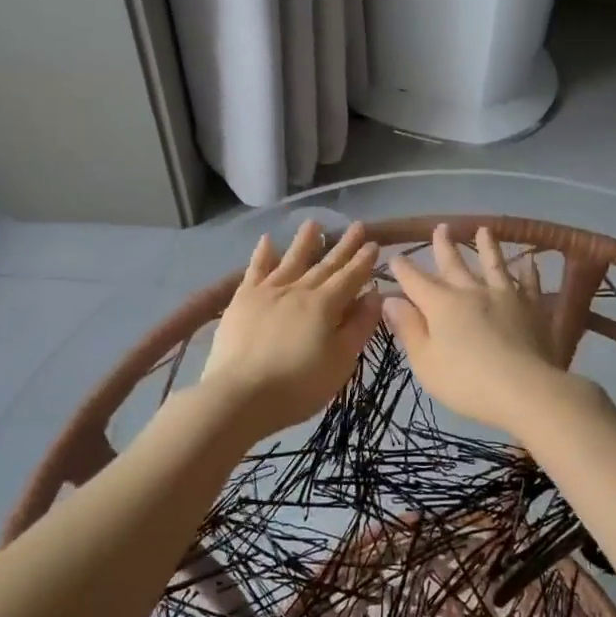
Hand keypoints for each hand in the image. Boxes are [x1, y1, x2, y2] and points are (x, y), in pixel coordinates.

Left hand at [198, 220, 381, 440]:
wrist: (240, 394)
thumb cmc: (298, 386)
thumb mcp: (341, 362)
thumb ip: (359, 326)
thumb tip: (374, 295)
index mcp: (326, 305)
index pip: (351, 277)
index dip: (364, 261)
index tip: (375, 243)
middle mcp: (299, 289)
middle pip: (326, 264)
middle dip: (344, 246)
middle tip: (358, 226)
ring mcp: (268, 291)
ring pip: (292, 259)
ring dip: (305, 241)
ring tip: (315, 222)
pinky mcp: (243, 299)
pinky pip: (255, 269)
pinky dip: (263, 253)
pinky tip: (268, 240)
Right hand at [383, 225, 568, 431]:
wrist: (524, 389)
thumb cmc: (466, 381)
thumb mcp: (425, 362)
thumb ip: (408, 328)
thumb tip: (390, 300)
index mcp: (441, 304)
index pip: (415, 281)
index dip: (403, 269)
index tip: (395, 256)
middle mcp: (471, 291)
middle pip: (454, 264)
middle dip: (444, 246)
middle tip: (440, 227)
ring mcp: (505, 296)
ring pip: (494, 264)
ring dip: (487, 246)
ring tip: (484, 229)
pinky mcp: (532, 308)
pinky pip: (529, 284)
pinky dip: (528, 272)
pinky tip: (529, 263)